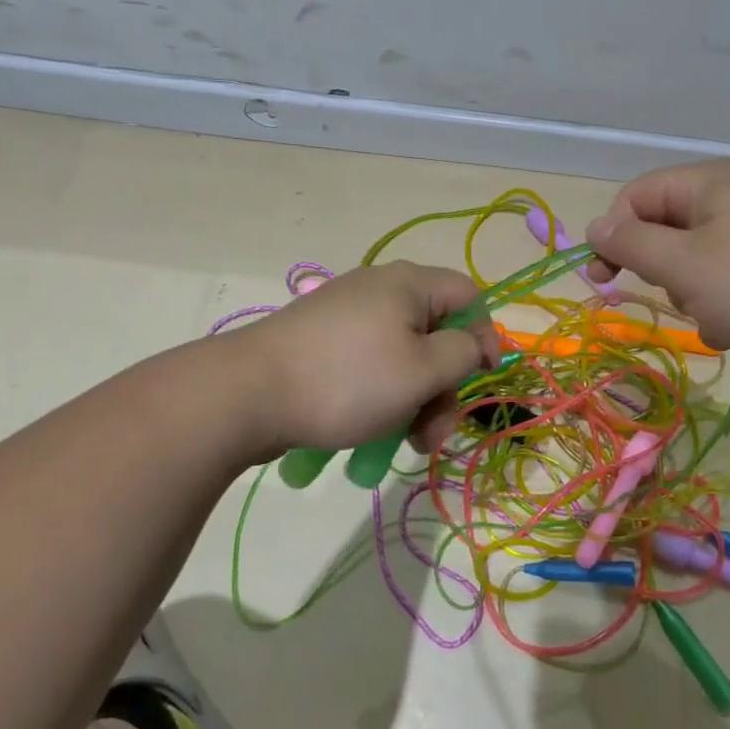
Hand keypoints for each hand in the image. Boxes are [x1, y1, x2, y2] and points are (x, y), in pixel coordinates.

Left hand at [227, 261, 500, 457]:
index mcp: (407, 284)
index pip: (468, 297)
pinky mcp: (321, 344)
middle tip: (433, 433)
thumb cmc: (347, 380)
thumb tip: (471, 345)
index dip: (484, 336)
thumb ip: (462, 353)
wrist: (245, 395)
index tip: (481, 379)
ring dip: (415, 401)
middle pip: (435, 333)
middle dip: (443, 386)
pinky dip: (381, 397)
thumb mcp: (422, 370)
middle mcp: (378, 290)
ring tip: (404, 444)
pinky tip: (372, 432)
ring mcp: (345, 317)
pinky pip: (369, 365)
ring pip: (402, 357)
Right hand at [584, 160, 729, 395]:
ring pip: (697, 262)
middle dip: (659, 268)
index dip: (612, 232)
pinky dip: (724, 307)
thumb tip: (595, 226)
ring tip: (716, 317)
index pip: (636, 195)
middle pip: (667, 227)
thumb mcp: (684, 265)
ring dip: (692, 294)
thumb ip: (632, 244)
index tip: (602, 278)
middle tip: (671, 295)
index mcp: (710, 183)